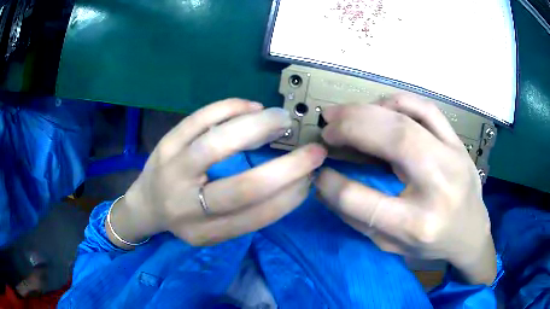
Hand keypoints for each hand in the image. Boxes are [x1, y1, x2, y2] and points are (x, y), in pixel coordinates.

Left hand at [107, 99, 326, 248]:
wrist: (145, 206)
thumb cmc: (185, 219)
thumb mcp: (213, 230)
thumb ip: (246, 213)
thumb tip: (291, 182)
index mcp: (205, 232)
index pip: (255, 217)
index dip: (289, 196)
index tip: (311, 179)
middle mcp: (187, 207)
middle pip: (242, 188)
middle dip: (287, 168)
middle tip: (313, 150)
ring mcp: (172, 171)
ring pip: (216, 144)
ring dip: (257, 127)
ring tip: (282, 119)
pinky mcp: (165, 144)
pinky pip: (197, 119)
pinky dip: (228, 108)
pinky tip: (251, 106)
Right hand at [315, 94, 495, 284]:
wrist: (471, 233)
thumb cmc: (431, 246)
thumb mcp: (391, 246)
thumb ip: (358, 218)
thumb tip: (327, 185)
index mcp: (416, 225)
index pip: (360, 199)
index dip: (331, 183)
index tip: (319, 173)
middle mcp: (438, 186)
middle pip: (392, 141)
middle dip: (349, 127)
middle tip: (327, 126)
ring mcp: (453, 158)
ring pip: (408, 117)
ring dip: (369, 109)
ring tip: (347, 113)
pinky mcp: (458, 143)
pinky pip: (426, 109)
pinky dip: (397, 101)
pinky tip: (380, 107)